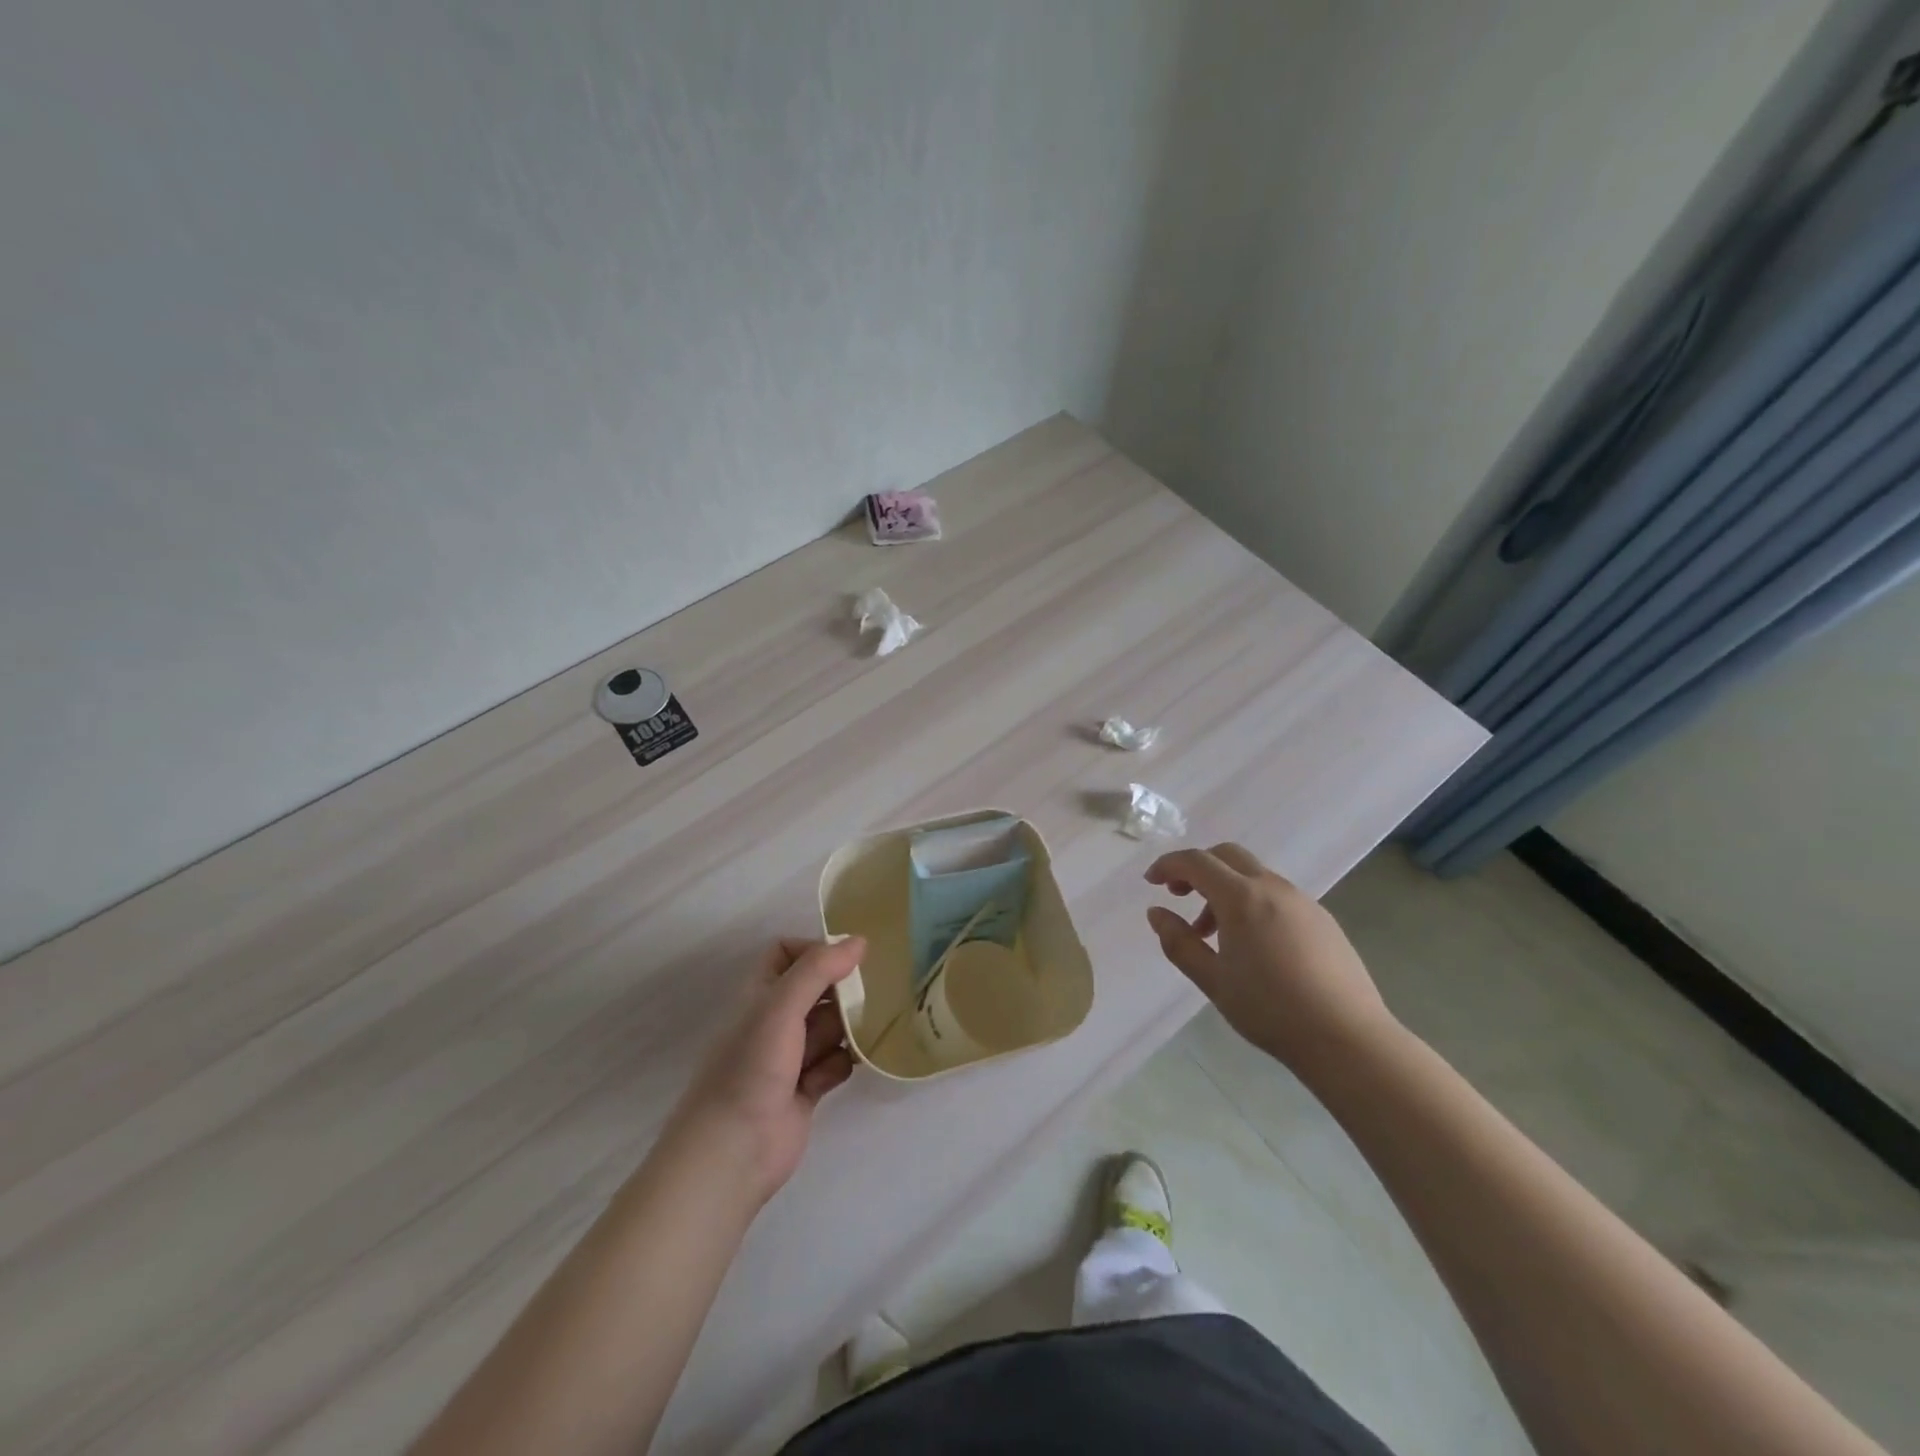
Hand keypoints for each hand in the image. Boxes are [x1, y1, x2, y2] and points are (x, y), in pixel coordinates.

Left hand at [668, 936, 865, 1206]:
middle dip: (840, 993)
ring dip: (845, 1030)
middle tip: (863, 1000)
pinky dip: (838, 1065)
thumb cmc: (751, 1066)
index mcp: (760, 993)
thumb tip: (859, 940)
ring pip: (830, 1027)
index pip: (786, 953)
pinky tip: (830, 1076)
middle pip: (816, 990)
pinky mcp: (806, 1089)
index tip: (845, 961)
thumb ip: (819, 969)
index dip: (814, 951)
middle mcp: (774, 1020)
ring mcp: (790, 1056)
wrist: (733, 1149)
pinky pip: (834, 1063)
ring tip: (855, 1038)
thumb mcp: (781, 1006)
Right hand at [1145, 844, 1393, 1075]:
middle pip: (1227, 855)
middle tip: (1179, 895)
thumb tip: (1156, 913)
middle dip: (1197, 868)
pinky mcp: (1323, 919)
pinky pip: (1277, 895)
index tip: (1150, 881)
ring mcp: (1303, 901)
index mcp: (1241, 898)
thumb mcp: (1213, 980)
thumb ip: (1179, 942)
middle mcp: (1273, 888)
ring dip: (1225, 889)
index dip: (1168, 865)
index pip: (1196, 862)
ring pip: (1253, 875)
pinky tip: (1253, 943)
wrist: (1347, 1038)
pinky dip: (1252, 902)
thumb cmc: (1271, 1010)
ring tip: (1214, 933)